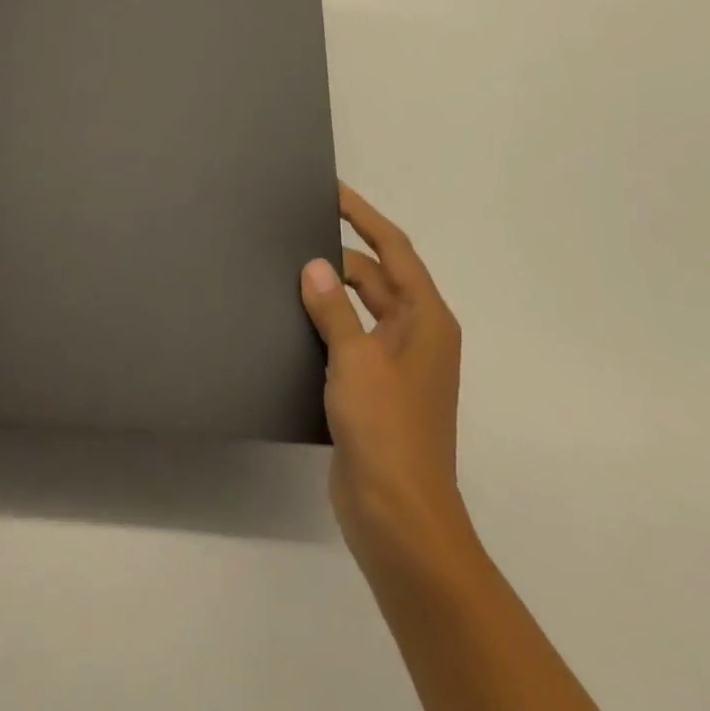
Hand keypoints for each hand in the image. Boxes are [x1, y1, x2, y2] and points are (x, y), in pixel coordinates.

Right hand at [301, 184, 472, 582]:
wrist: (399, 519)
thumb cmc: (387, 430)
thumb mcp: (357, 359)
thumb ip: (333, 308)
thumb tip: (314, 264)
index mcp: (426, 320)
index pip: (395, 250)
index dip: (365, 216)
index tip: (333, 191)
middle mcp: (415, 335)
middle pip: (375, 277)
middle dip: (339, 255)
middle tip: (292, 233)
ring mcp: (394, 365)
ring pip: (358, 309)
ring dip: (329, 290)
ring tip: (283, 269)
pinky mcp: (372, 390)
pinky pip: (347, 338)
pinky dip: (324, 322)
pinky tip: (289, 317)